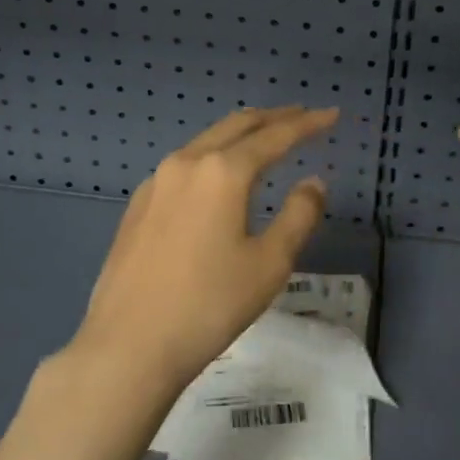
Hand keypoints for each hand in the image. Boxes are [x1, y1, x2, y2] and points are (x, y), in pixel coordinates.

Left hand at [71, 106, 338, 396]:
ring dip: (242, 133)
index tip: (332, 114)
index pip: (275, 135)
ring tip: (266, 138)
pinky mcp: (139, 203)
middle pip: (238, 125)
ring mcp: (157, 180)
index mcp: (223, 171)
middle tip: (303, 117)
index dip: (308, 124)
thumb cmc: (208, 305)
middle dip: (275, 118)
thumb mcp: (269, 264)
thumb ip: (299, 215)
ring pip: (208, 140)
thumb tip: (312, 182)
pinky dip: (215, 154)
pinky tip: (219, 175)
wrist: (127, 345)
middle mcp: (188, 162)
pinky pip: (186, 162)